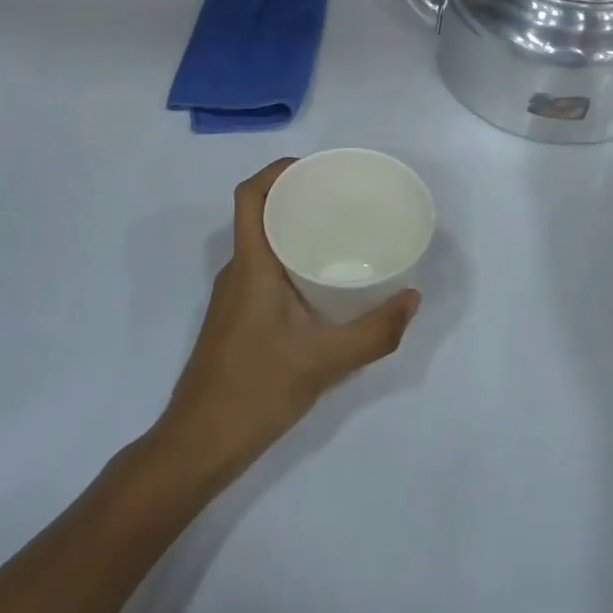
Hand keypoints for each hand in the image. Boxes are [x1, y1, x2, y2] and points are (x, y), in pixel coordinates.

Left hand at [150, 160, 419, 486]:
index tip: (316, 169)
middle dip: (296, 197)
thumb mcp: (324, 362)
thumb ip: (373, 332)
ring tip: (339, 235)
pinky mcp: (236, 319)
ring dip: (293, 231)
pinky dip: (289, 261)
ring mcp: (233, 296)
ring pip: (262, 245)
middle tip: (342, 200)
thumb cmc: (256, 390)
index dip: (277, 171)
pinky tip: (320, 285)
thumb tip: (413, 298)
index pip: (250, 196)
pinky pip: (263, 271)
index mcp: (251, 265)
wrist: (199, 442)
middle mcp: (237, 271)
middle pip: (259, 215)